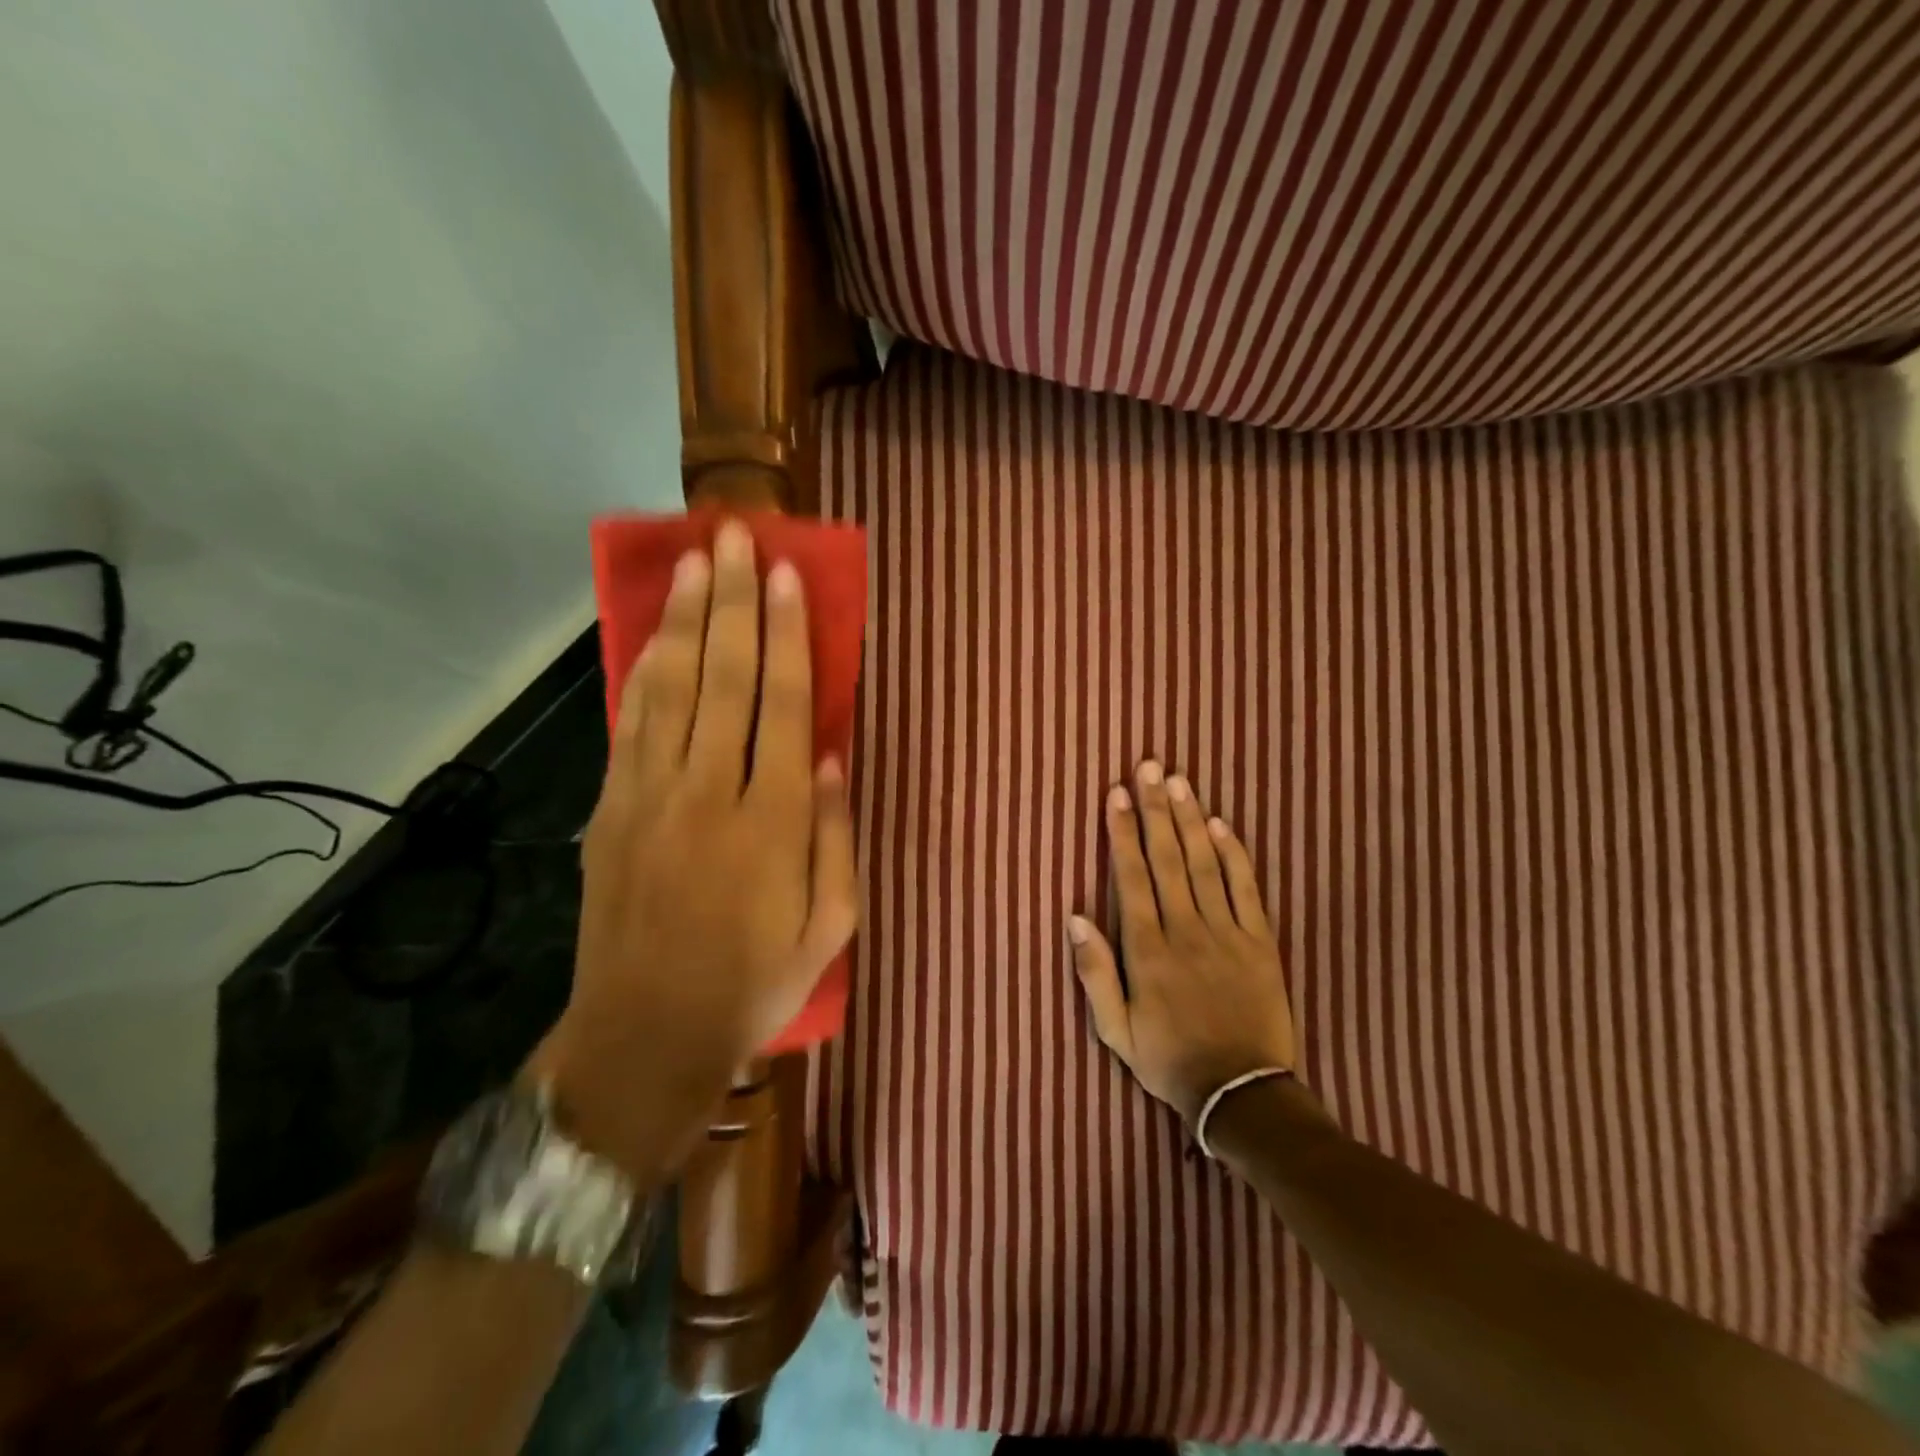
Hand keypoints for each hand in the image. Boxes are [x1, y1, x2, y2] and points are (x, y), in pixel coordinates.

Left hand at [526, 519, 858, 1179]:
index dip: (788, 635)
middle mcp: (712, 792)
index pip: (785, 704)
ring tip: (696, 564)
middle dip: (734, 602)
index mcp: (775, 820)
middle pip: (725, 677)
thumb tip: (835, 755)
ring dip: (685, 620)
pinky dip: (643, 672)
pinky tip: (654, 635)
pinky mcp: (611, 811)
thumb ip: (836, 836)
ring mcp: (652, 797)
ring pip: (672, 688)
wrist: (646, 1036)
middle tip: (736, 539)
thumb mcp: (830, 925)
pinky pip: (631, 726)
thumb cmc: (755, 982)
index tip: (787, 576)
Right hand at [1068, 760, 1295, 1125]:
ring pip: (1205, 865)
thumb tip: (1076, 917)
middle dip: (1155, 809)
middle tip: (1150, 767)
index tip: (1116, 794)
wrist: (1241, 1094)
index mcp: (1147, 951)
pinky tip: (1222, 824)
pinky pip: (1246, 890)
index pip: (1131, 878)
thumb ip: (1094, 972)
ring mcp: (1227, 934)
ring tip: (1179, 781)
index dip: (1121, 833)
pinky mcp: (1260, 943)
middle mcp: (1185, 931)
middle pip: (1168, 858)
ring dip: (1190, 819)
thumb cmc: (1168, 1060)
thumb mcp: (1115, 1030)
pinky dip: (1234, 855)